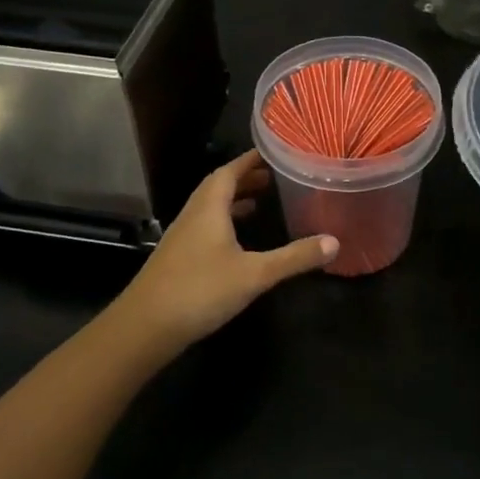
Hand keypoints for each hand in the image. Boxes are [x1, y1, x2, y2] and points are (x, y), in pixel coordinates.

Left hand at [114, 151, 336, 346]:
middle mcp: (193, 214)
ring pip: (210, 207)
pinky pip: (205, 226)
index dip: (251, 160)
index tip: (274, 151)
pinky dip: (224, 222)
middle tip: (274, 177)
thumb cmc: (200, 290)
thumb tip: (335, 242)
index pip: (230, 170)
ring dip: (233, 200)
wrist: (144, 327)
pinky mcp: (177, 258)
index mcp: (209, 207)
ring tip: (259, 202)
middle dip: (245, 178)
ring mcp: (182, 236)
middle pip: (219, 186)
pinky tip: (237, 241)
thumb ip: (294, 257)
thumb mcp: (254, 274)